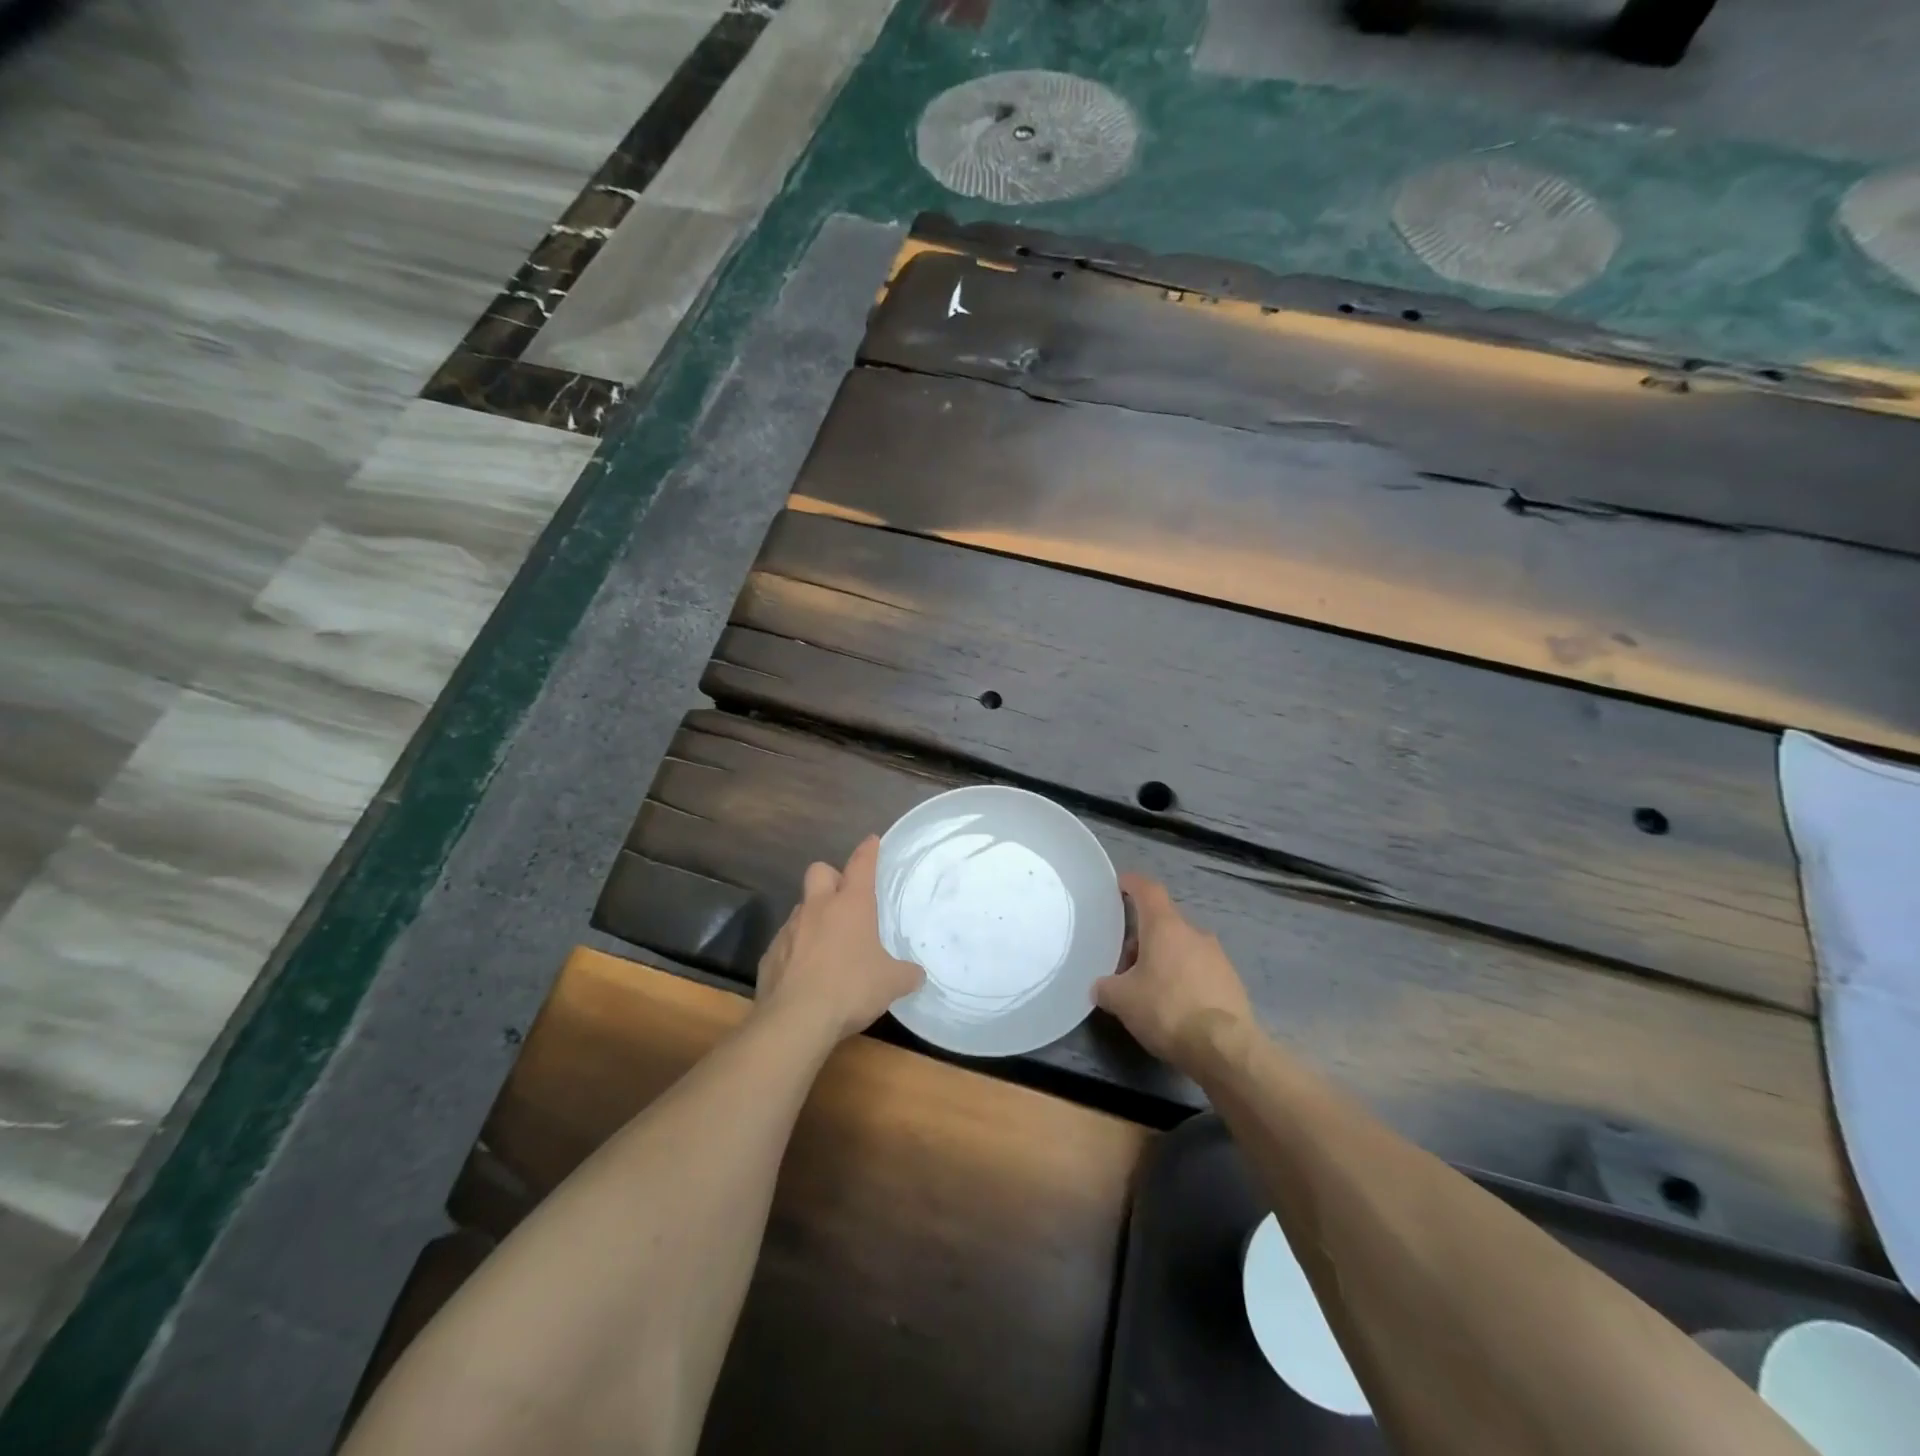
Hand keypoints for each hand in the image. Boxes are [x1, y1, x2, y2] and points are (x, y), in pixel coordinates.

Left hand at [756, 836, 923, 1043]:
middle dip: (831, 877)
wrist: (795, 1019)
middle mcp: (817, 908)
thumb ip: (906, 973)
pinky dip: (797, 949)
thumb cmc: (851, 989)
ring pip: (801, 907)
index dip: (868, 851)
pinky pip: (786, 941)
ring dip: (814, 917)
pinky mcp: (770, 954)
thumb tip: (917, 974)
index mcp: (850, 905)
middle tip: (844, 899)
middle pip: (819, 871)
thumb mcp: (891, 983)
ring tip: (827, 944)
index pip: (861, 864)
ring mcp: (789, 929)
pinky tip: (806, 972)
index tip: (872, 841)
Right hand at [1095, 874, 1253, 1068]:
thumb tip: (1102, 987)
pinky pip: (1200, 970)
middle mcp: (1194, 933)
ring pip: (1183, 947)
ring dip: (1164, 959)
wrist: (1225, 1048)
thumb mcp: (1121, 1000)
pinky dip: (1184, 979)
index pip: (1148, 890)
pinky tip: (1175, 1006)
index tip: (1120, 885)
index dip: (1132, 884)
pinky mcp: (1232, 982)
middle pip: (1164, 923)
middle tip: (1125, 964)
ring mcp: (1218, 957)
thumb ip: (1106, 987)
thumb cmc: (1167, 1009)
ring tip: (1149, 989)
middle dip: (1143, 937)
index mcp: (1165, 926)